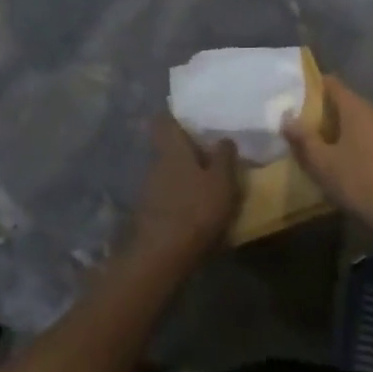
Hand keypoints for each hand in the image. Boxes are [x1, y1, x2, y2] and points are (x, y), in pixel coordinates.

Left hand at [128, 115, 240, 264]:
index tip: (189, 117)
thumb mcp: (222, 182)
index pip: (163, 120)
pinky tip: (193, 207)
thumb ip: (224, 157)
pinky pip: (165, 194)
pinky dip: (178, 195)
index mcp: (172, 148)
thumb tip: (224, 138)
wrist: (162, 256)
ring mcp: (149, 188)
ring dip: (182, 174)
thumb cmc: (196, 210)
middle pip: (167, 147)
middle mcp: (156, 162)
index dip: (173, 116)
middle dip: (184, 148)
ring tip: (205, 182)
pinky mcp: (148, 212)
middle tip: (207, 151)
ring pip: (167, 171)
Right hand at [283, 76, 372, 244]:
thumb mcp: (322, 164)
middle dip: (336, 114)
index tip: (304, 95)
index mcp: (358, 110)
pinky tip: (370, 167)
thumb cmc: (358, 183)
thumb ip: (303, 138)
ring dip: (358, 132)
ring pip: (372, 124)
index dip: (318, 86)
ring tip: (345, 152)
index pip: (334, 85)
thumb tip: (287, 118)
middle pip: (353, 105)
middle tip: (319, 131)